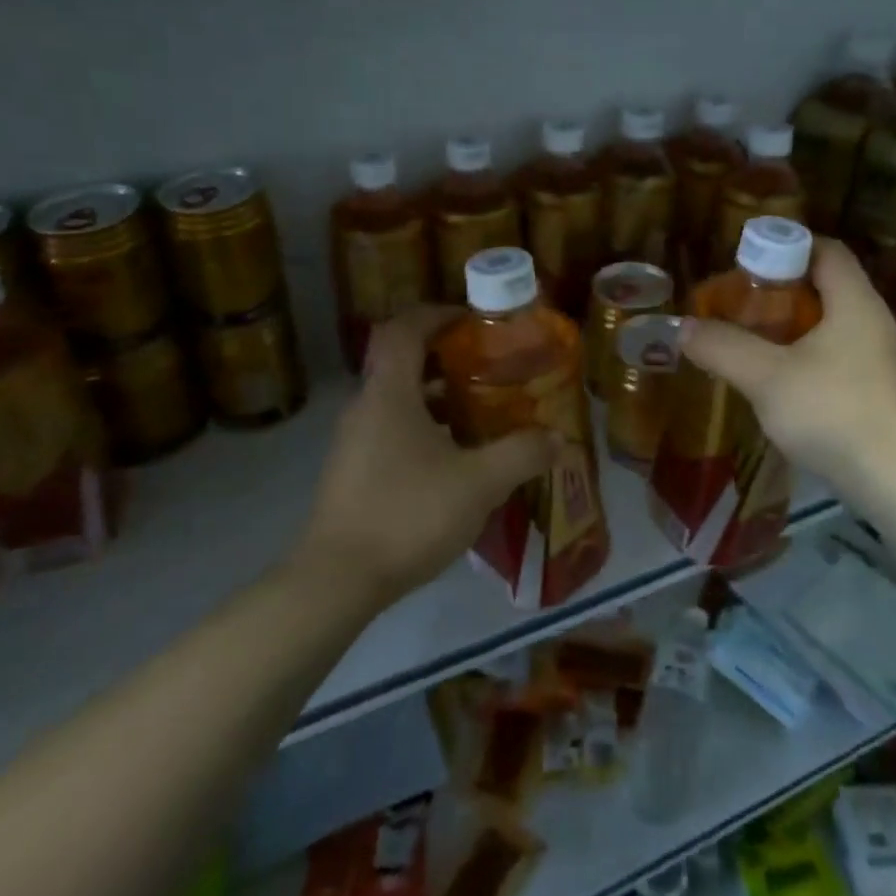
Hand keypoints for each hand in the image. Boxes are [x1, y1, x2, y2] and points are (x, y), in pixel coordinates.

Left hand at [296, 306, 558, 605]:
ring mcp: (354, 441)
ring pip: (399, 400)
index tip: (474, 321)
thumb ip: (522, 454)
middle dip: (448, 359)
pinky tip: (456, 460)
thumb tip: (558, 438)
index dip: (438, 314)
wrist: (338, 580)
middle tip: (490, 369)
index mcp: (389, 392)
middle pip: (403, 362)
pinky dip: (425, 429)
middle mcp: (366, 406)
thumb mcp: (479, 483)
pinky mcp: (354, 471)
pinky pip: (392, 430)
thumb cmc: (408, 514)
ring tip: (482, 414)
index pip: (404, 328)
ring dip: (438, 398)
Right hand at [679, 239, 895, 502]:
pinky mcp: (878, 390)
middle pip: (827, 285)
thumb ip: (723, 347)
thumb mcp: (765, 377)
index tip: (748, 263)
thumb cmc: (832, 413)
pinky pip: (838, 354)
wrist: (895, 482)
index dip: (787, 246)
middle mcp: (874, 322)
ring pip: (831, 323)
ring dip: (792, 326)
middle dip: (781, 290)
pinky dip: (806, 354)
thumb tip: (684, 327)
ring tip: (753, 340)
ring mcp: (881, 358)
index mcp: (855, 303)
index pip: (827, 250)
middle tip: (740, 303)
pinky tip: (780, 380)